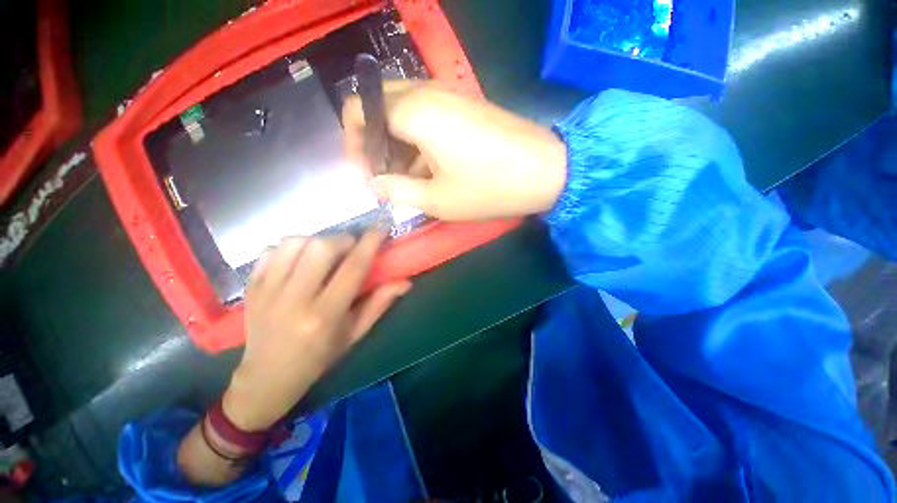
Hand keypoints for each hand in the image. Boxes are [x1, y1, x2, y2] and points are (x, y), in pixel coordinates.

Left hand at [222, 232, 410, 430]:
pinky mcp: (251, 286)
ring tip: (326, 252)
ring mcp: (267, 291)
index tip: (381, 227)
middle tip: (351, 246)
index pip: (353, 268)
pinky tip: (300, 260)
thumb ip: (380, 303)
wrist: (267, 377)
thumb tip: (405, 281)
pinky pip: (271, 250)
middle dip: (343, 239)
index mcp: (325, 315)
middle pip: (321, 247)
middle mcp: (294, 299)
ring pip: (294, 242)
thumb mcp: (355, 333)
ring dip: (317, 240)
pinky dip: (291, 247)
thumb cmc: (319, 357)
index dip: (370, 242)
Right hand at [342, 81, 567, 220]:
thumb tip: (373, 185)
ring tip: (407, 178)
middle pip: (379, 106)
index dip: (354, 144)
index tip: (366, 174)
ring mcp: (448, 94)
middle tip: (384, 176)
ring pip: (403, 110)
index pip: (359, 110)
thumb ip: (396, 190)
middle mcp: (426, 91)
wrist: (545, 170)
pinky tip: (428, 166)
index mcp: (414, 112)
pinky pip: (426, 114)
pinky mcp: (464, 104)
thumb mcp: (437, 199)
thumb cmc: (489, 188)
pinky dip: (417, 137)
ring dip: (396, 142)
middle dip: (374, 142)